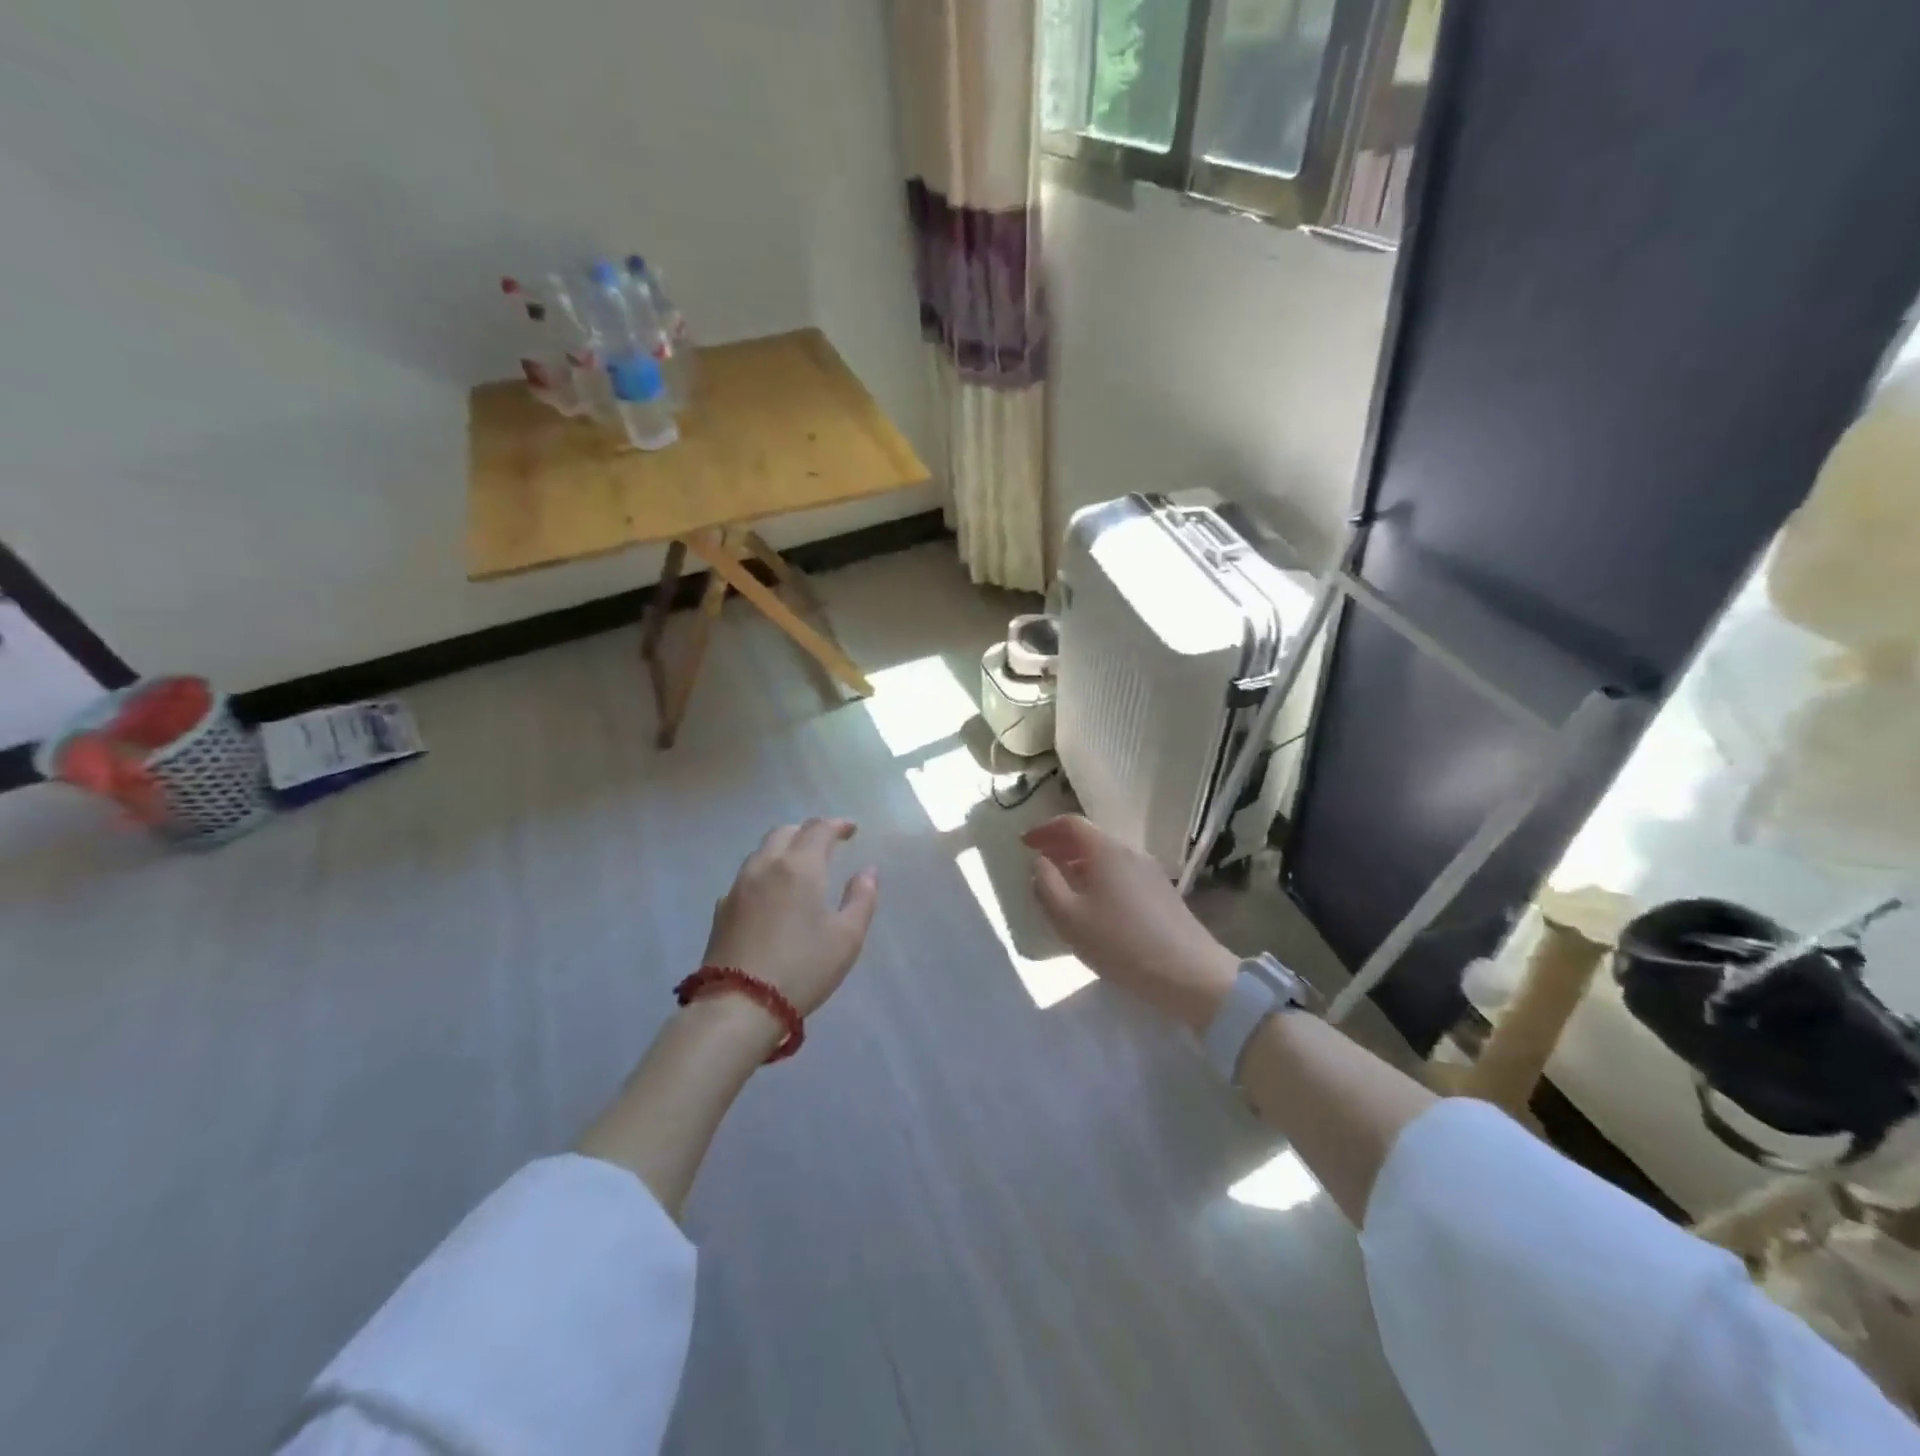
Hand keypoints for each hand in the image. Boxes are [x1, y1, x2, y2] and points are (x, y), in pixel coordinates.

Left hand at [702, 818, 879, 1019]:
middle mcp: (766, 866)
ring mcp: (738, 887)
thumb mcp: (847, 937)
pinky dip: (765, 872)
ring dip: (784, 848)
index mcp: (799, 866)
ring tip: (799, 865)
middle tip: (826, 843)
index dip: (837, 824)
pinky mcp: (721, 910)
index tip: (852, 830)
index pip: (818, 829)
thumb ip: (862, 898)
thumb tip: (868, 871)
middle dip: (808, 831)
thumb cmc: (802, 968)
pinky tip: (771, 894)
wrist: (738, 1005)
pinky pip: (746, 876)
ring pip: (762, 851)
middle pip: (785, 832)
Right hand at [1025, 814, 1238, 1031]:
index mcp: (1105, 851)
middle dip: (1061, 846)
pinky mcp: (1162, 893)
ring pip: (1106, 857)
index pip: (1070, 824)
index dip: (1044, 829)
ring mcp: (1150, 872)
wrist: (1189, 974)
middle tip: (1039, 863)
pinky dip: (1099, 877)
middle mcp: (1130, 852)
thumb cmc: (1120, 943)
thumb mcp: (1069, 918)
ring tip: (1063, 885)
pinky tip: (1095, 905)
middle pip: (1090, 838)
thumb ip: (1047, 885)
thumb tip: (1040, 863)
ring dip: (1080, 864)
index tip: (1025, 843)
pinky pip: (1121, 873)